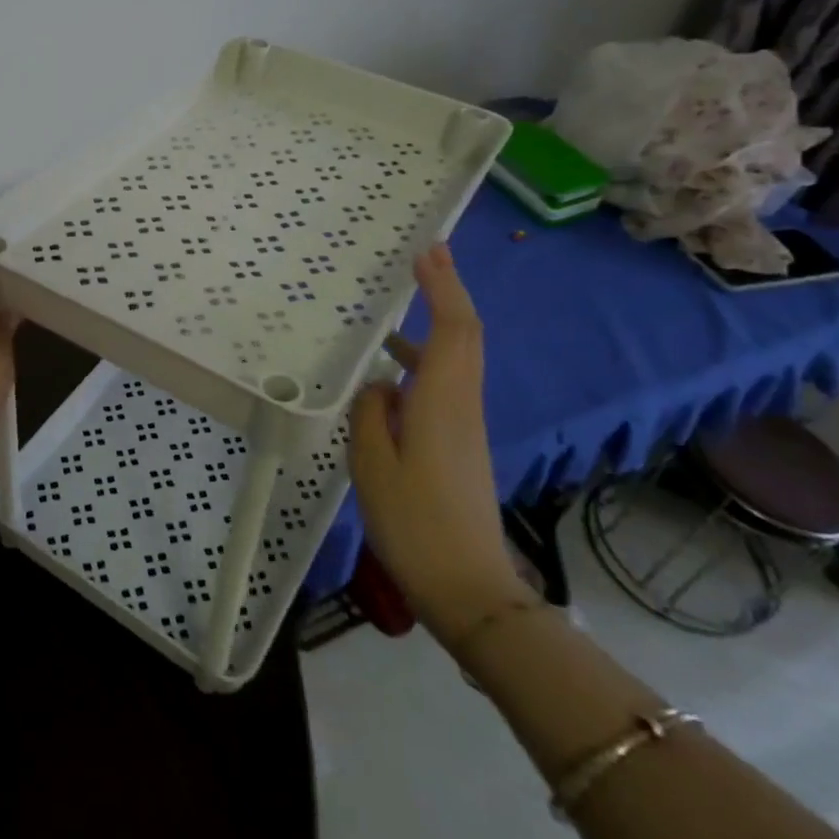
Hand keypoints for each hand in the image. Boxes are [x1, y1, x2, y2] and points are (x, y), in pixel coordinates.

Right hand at [350, 243, 528, 645]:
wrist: (467, 587)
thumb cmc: (414, 521)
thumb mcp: (372, 463)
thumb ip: (371, 413)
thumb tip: (380, 385)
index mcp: (441, 401)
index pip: (452, 328)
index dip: (442, 287)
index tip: (427, 252)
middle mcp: (461, 403)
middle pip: (465, 335)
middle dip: (449, 292)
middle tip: (427, 258)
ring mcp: (464, 425)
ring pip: (458, 358)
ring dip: (438, 323)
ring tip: (404, 305)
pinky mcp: (460, 444)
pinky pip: (446, 383)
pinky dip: (427, 358)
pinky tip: (394, 371)